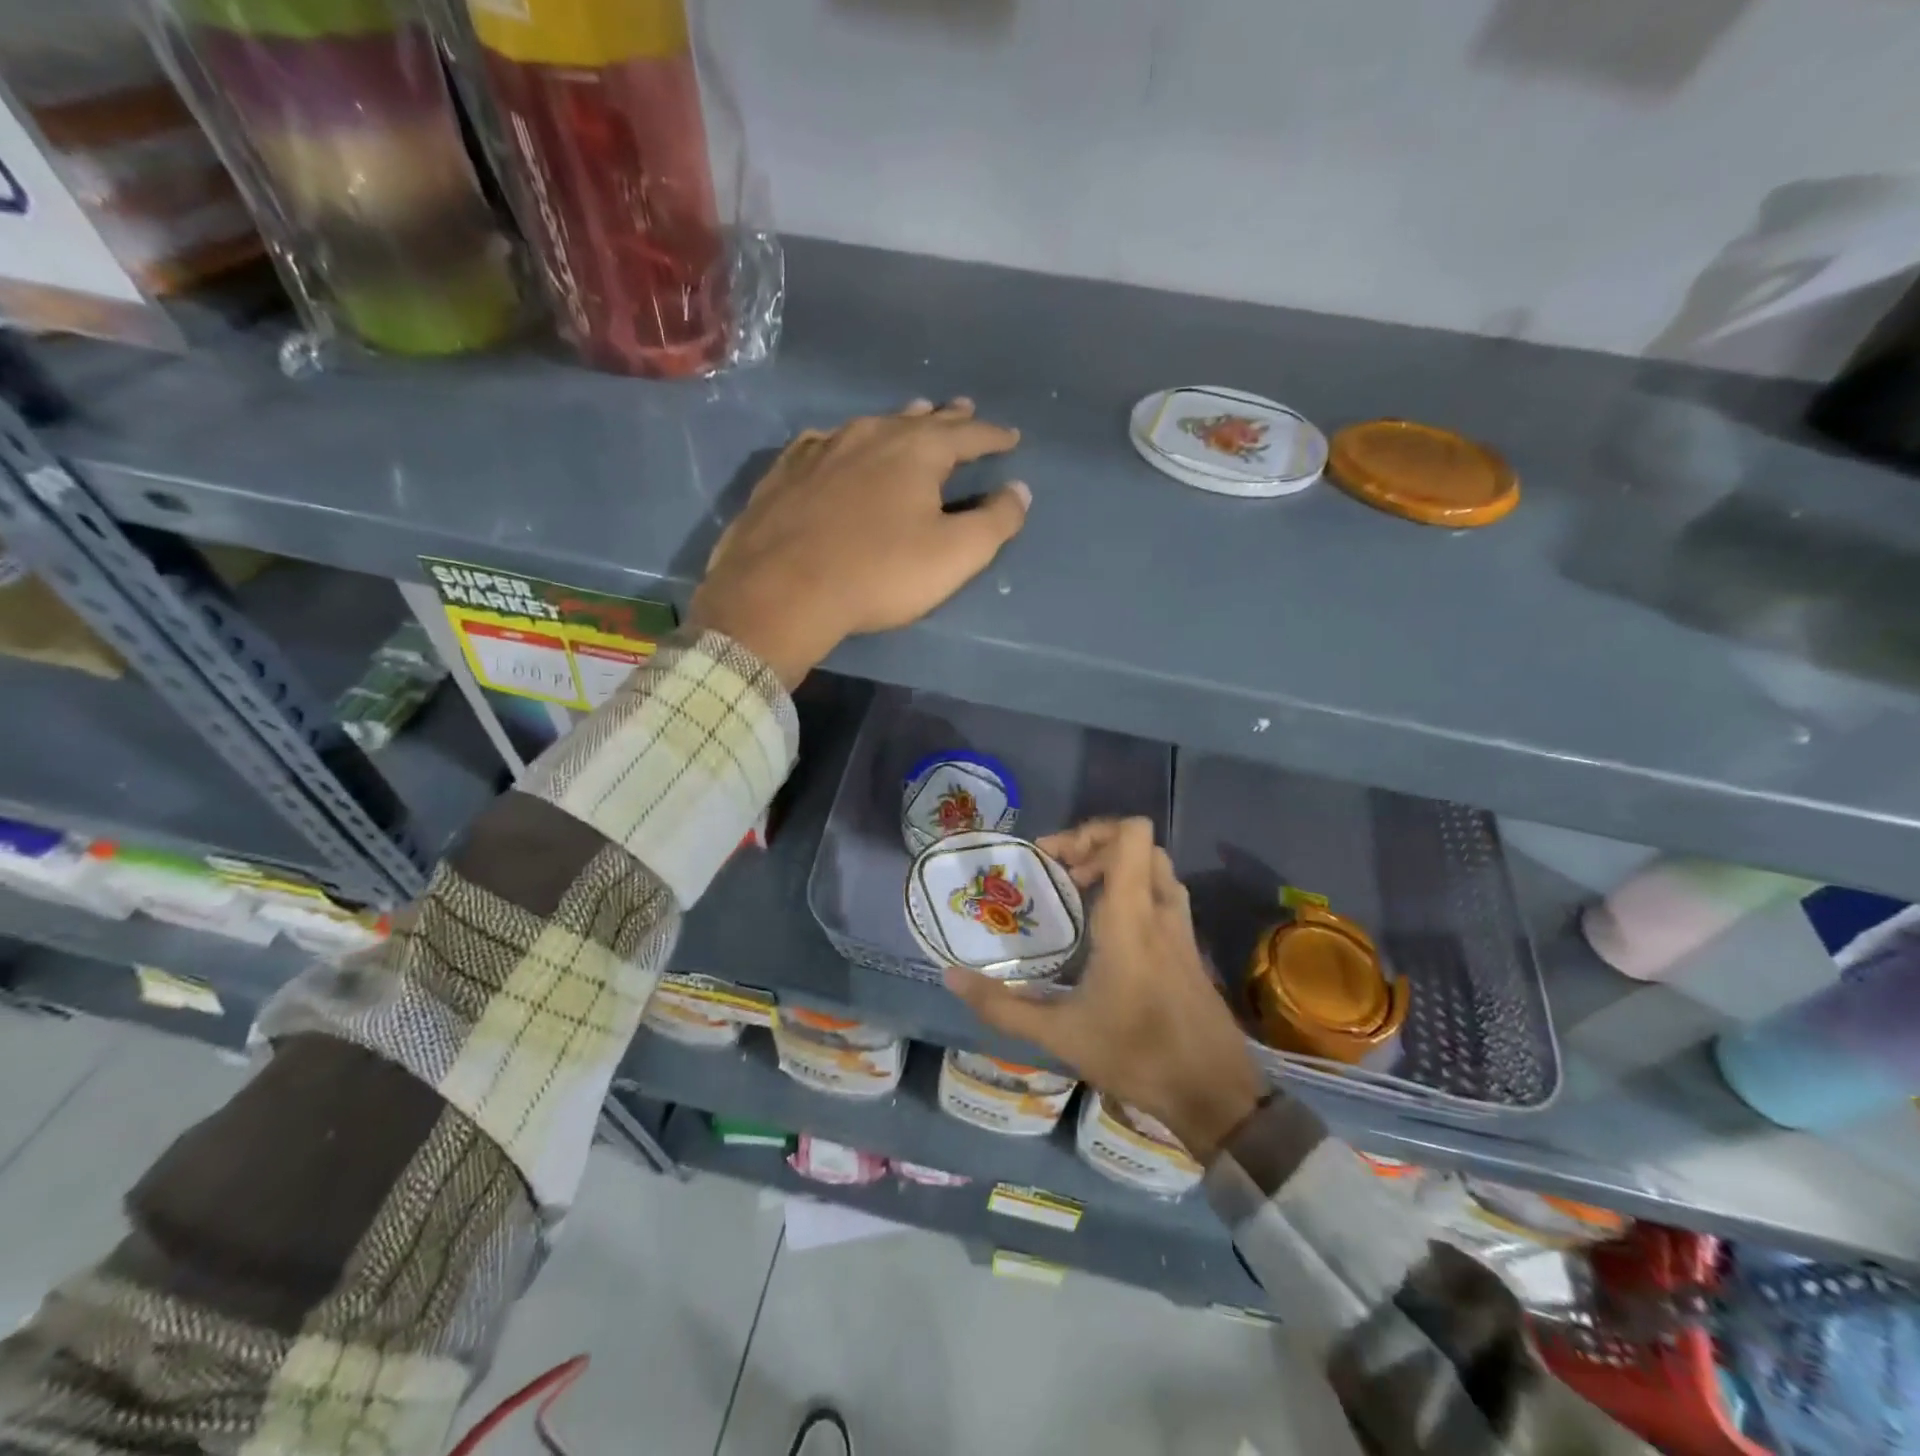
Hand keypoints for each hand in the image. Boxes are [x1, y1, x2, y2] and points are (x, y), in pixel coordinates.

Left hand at [688, 399, 1027, 686]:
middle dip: (947, 417)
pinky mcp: (786, 471)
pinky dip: (845, 441)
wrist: (781, 589)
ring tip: (913, 416)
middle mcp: (871, 435)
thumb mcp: (954, 555)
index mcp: (917, 451)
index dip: (994, 436)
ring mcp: (823, 449)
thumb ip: (995, 521)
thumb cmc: (878, 573)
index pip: (968, 435)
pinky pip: (825, 442)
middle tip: (964, 408)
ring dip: (899, 422)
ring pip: (872, 425)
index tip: (1012, 437)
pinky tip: (838, 444)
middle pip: (919, 420)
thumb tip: (1019, 490)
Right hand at [945, 817, 1267, 1161]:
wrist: (1215, 1096)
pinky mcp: (1191, 949)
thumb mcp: (1059, 1035)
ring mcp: (1182, 929)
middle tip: (1062, 877)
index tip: (1053, 861)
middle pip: (1141, 844)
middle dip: (1098, 847)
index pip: (1131, 835)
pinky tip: (1109, 934)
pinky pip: (1164, 896)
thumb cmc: (1137, 1056)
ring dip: (1120, 868)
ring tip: (1082, 896)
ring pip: (1157, 869)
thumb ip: (1002, 1006)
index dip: (1090, 832)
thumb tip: (950, 977)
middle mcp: (1161, 911)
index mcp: (1131, 917)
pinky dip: (1136, 893)